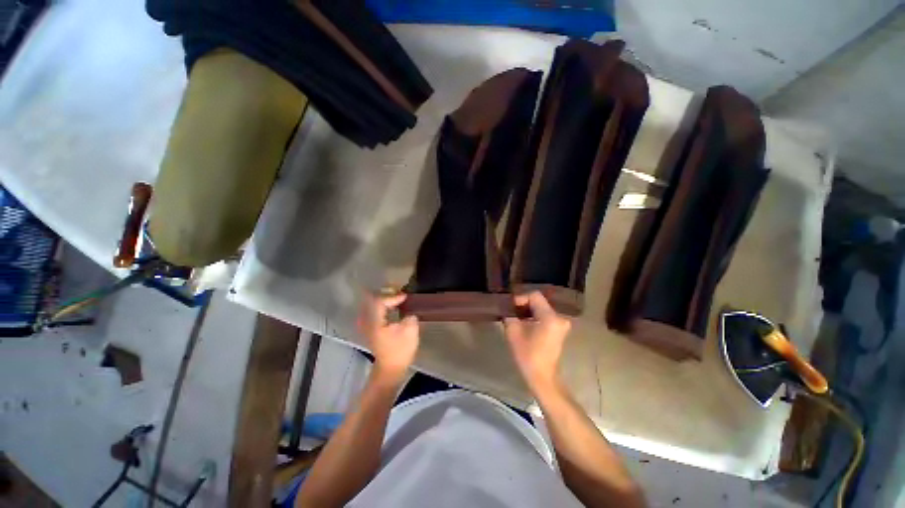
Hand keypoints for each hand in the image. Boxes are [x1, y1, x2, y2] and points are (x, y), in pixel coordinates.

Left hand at [357, 291, 419, 381]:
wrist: (390, 369)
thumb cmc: (400, 351)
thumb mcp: (410, 331)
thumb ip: (410, 316)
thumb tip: (408, 312)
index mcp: (375, 322)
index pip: (380, 301)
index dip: (393, 297)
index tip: (405, 297)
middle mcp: (367, 322)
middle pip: (372, 301)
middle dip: (385, 294)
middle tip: (398, 292)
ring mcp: (366, 326)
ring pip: (371, 305)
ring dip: (383, 300)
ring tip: (394, 298)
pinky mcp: (370, 329)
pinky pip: (372, 311)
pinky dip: (381, 307)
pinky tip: (390, 308)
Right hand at [503, 292, 570, 390]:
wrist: (542, 377)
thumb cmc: (528, 356)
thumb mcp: (513, 333)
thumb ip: (510, 316)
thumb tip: (508, 308)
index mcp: (550, 317)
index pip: (534, 296)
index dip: (520, 298)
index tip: (510, 307)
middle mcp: (559, 318)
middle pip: (539, 301)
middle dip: (524, 304)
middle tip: (511, 310)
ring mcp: (561, 324)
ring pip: (542, 308)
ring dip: (529, 311)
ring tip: (515, 316)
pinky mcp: (559, 330)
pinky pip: (545, 316)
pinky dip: (535, 316)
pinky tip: (524, 323)